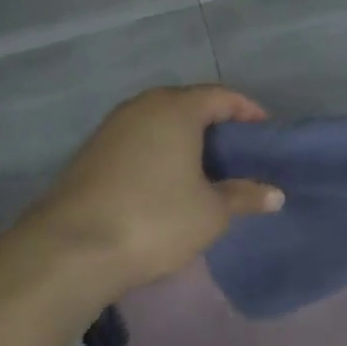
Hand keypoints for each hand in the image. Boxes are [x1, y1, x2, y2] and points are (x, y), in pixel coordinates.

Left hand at [19, 85, 284, 296]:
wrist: (72, 248)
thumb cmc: (155, 219)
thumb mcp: (211, 212)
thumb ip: (244, 196)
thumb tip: (274, 194)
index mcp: (176, 109)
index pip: (221, 96)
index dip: (248, 112)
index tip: (265, 134)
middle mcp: (142, 106)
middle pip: (188, 104)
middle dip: (216, 124)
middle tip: (237, 154)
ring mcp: (112, 127)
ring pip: (159, 122)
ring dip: (184, 139)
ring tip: (204, 169)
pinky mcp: (91, 152)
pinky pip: (138, 140)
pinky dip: (158, 152)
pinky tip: (166, 182)